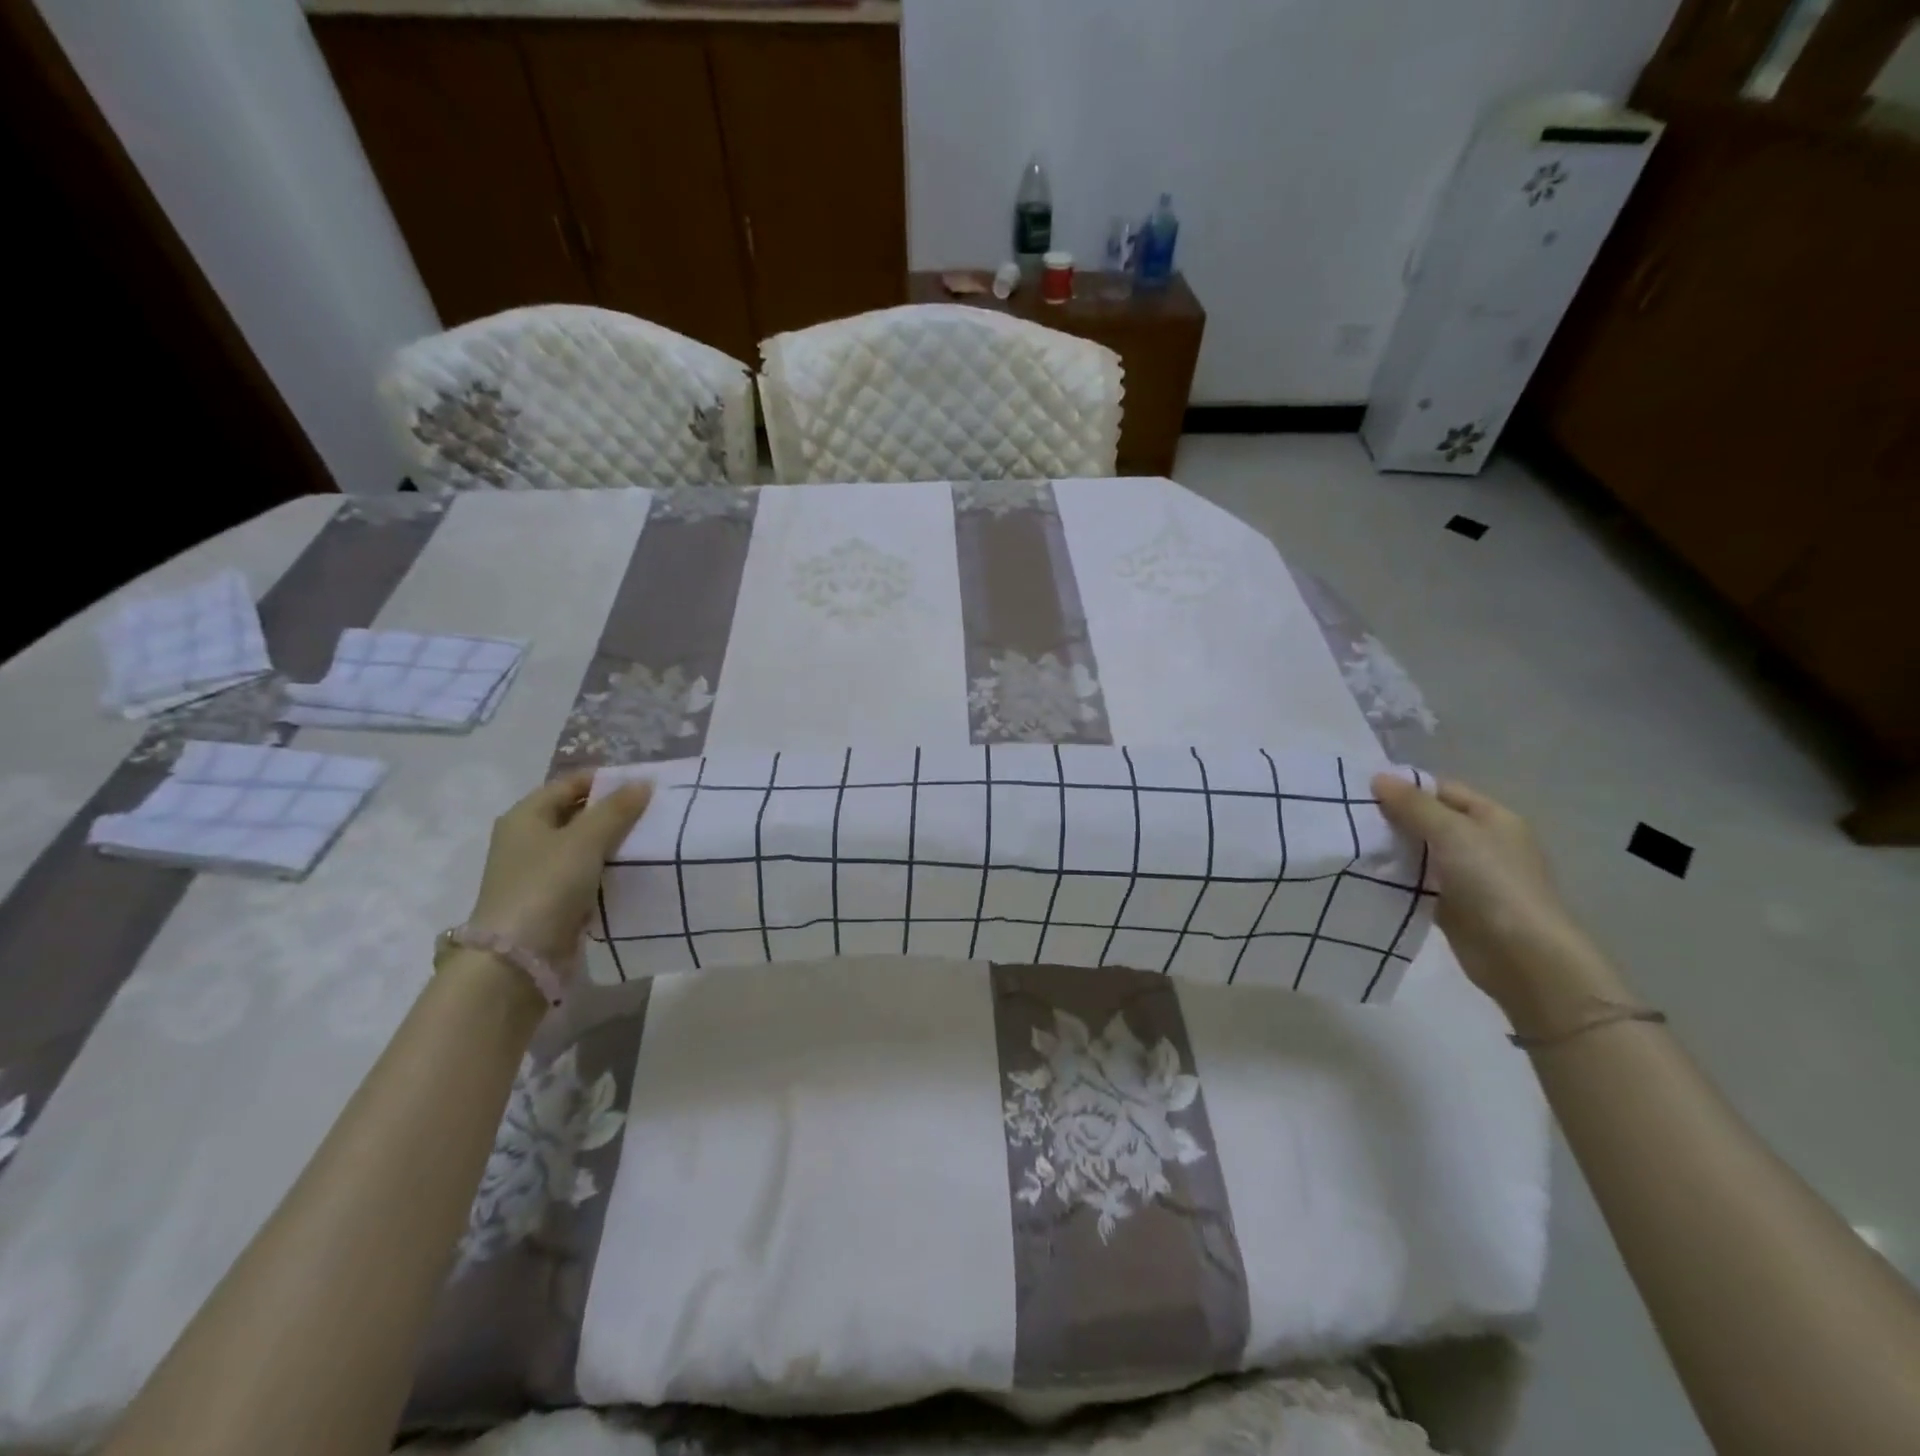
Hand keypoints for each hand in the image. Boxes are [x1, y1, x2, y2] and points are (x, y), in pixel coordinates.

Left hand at [464, 771, 653, 972]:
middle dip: (614, 811)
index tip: (645, 785)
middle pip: (577, 813)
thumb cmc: (547, 886)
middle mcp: (527, 839)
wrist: (518, 959)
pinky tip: (635, 871)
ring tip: (652, 839)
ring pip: (584, 846)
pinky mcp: (551, 900)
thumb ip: (616, 810)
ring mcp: (538, 872)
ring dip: (614, 842)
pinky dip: (608, 870)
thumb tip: (643, 783)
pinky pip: (586, 874)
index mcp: (525, 816)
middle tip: (655, 811)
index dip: (606, 780)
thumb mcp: (586, 840)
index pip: (570, 783)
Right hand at [1372, 773, 1618, 1018]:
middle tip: (1349, 817)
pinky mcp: (1453, 905)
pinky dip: (1397, 877)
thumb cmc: (1492, 882)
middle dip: (1393, 818)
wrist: (1522, 956)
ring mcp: (1468, 876)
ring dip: (1392, 849)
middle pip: (1429, 820)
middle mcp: (1482, 842)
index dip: (1405, 787)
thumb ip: (1413, 805)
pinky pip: (1418, 882)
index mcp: (1492, 818)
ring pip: (1421, 852)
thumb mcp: (1451, 832)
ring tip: (1351, 843)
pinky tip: (1368, 874)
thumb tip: (1378, 777)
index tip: (1361, 790)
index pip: (1442, 790)